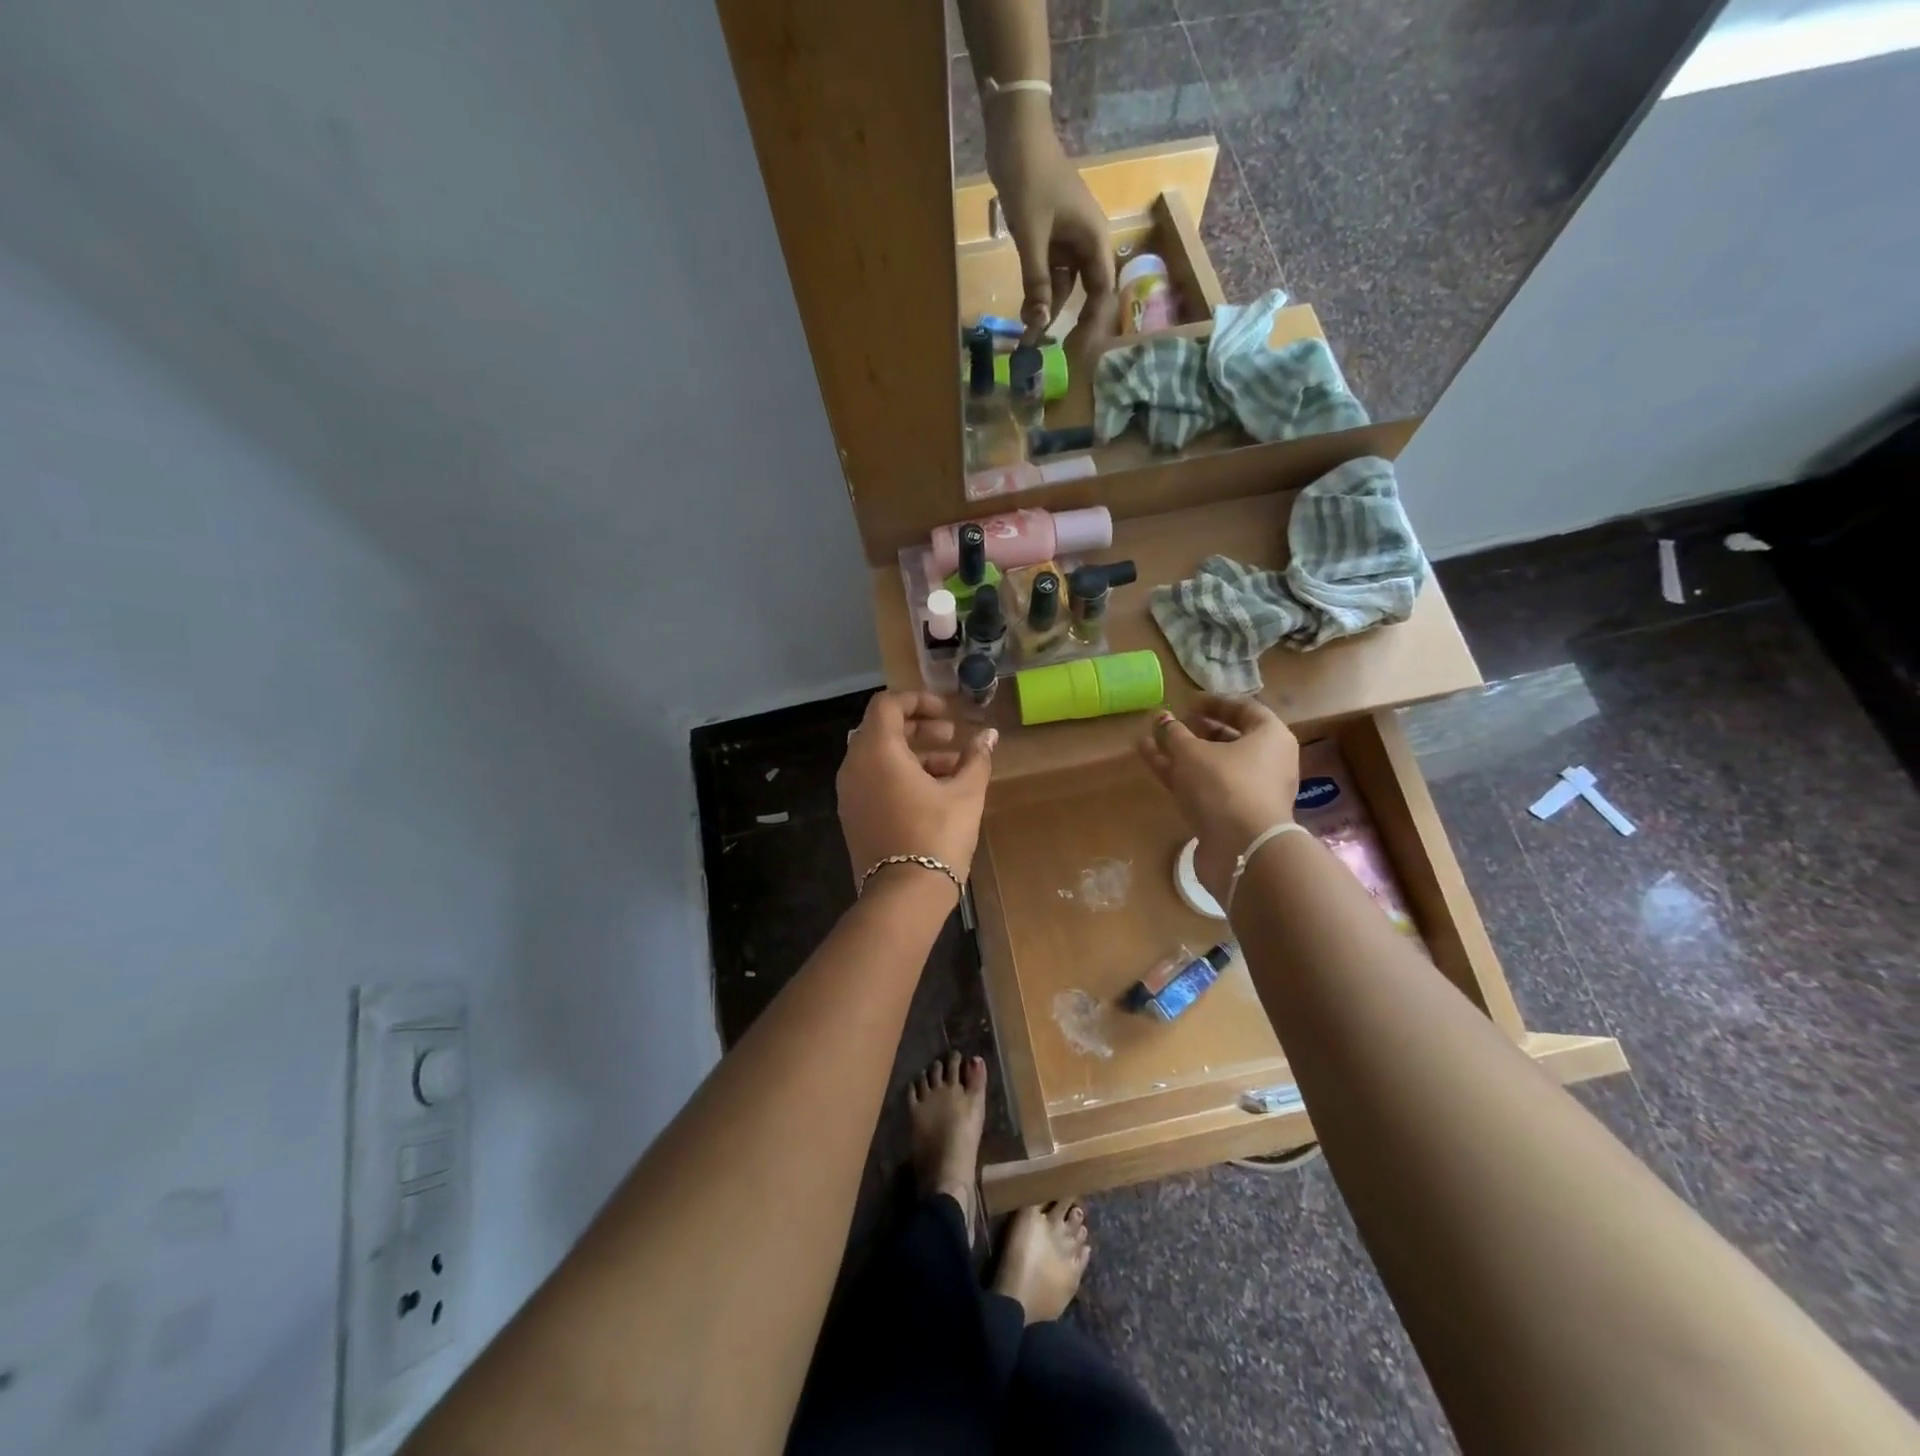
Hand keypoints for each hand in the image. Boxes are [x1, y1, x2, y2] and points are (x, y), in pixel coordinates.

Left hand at [838, 691, 997, 890]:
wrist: (903, 896)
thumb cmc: (936, 836)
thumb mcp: (966, 793)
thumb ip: (976, 758)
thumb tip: (989, 735)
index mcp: (877, 751)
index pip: (887, 704)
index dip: (918, 701)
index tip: (947, 713)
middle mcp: (854, 766)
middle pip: (883, 730)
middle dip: (920, 728)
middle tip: (953, 737)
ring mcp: (850, 794)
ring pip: (879, 757)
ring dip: (914, 753)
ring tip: (953, 768)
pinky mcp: (853, 816)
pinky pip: (874, 780)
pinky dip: (900, 775)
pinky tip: (934, 792)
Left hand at [985, 102, 1114, 340]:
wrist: (1014, 132)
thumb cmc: (1029, 178)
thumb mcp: (1031, 235)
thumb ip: (1036, 280)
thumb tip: (1038, 323)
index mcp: (1094, 237)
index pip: (1102, 289)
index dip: (1093, 320)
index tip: (1077, 346)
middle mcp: (1086, 241)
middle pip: (1085, 290)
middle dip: (1068, 318)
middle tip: (1051, 349)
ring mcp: (1068, 239)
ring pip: (1062, 284)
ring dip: (1047, 306)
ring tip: (1028, 334)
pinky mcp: (1050, 236)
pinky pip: (1048, 271)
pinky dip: (1037, 290)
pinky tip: (1024, 310)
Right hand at [1137, 695, 1300, 903]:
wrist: (1242, 849)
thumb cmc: (1224, 785)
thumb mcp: (1192, 752)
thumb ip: (1174, 734)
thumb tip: (1162, 719)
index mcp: (1270, 737)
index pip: (1244, 709)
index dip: (1214, 703)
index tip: (1187, 701)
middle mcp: (1266, 762)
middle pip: (1229, 739)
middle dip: (1196, 730)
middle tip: (1170, 724)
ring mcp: (1248, 791)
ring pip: (1212, 765)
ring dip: (1181, 752)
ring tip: (1149, 740)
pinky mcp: (1231, 815)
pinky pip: (1204, 786)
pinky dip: (1180, 774)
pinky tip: (1151, 761)